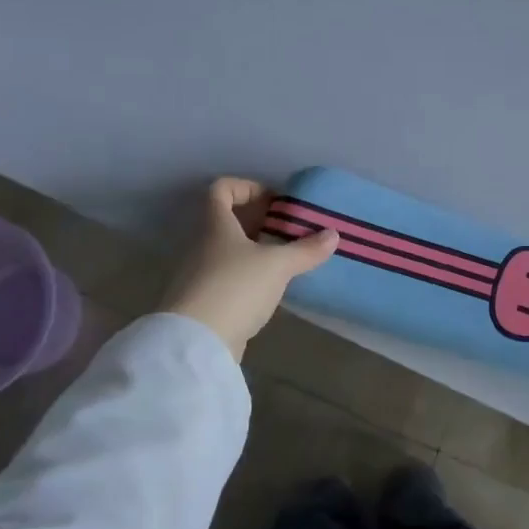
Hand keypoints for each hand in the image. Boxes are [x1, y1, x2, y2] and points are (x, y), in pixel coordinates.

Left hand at [159, 178, 338, 360]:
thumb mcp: (277, 265)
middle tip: (288, 231)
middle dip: (258, 221)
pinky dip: (248, 277)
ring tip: (285, 260)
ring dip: (254, 251)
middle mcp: (202, 245)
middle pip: (227, 221)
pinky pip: (227, 278)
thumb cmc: (235, 288)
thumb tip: (333, 234)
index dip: (246, 187)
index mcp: (215, 225)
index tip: (274, 202)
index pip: (221, 189)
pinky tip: (269, 289)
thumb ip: (305, 250)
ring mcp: (199, 274)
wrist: (196, 342)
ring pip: (228, 251)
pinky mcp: (203, 302)